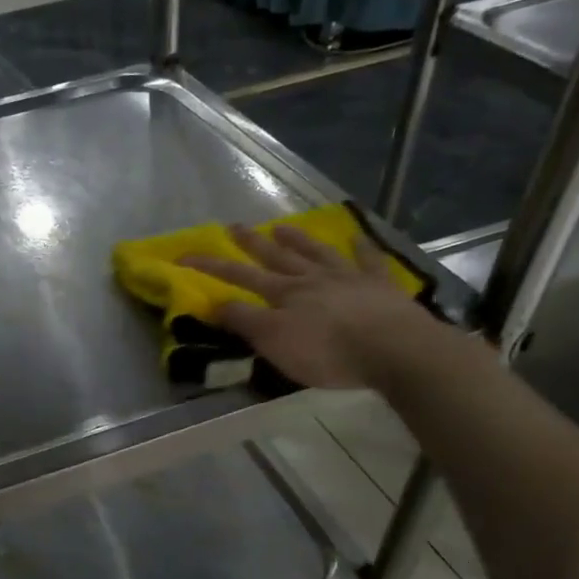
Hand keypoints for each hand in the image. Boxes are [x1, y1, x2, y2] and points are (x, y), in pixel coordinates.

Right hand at [181, 223, 430, 389]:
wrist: (392, 349)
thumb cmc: (327, 351)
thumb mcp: (274, 342)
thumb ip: (245, 321)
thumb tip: (217, 303)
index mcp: (284, 294)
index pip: (239, 277)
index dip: (211, 267)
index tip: (185, 256)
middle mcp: (312, 279)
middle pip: (277, 257)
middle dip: (252, 243)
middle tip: (234, 226)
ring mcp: (348, 278)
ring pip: (316, 253)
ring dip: (297, 240)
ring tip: (281, 227)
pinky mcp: (379, 286)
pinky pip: (367, 260)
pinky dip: (360, 247)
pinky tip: (355, 236)